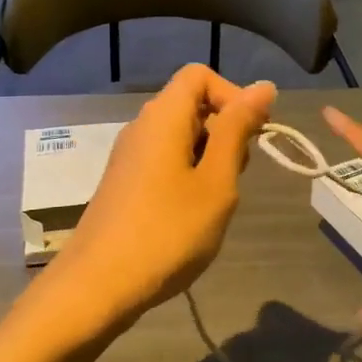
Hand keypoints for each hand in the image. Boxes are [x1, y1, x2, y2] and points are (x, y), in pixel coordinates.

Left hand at [48, 65, 275, 335]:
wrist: (97, 286)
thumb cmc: (167, 232)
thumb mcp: (216, 181)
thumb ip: (238, 130)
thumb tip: (263, 86)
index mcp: (163, 117)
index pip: (200, 75)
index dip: (232, 95)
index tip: (251, 136)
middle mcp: (142, 126)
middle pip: (192, 103)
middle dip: (225, 130)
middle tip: (235, 176)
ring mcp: (129, 156)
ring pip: (181, 135)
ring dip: (210, 157)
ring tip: (216, 200)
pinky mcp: (125, 182)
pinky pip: (165, 159)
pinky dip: (189, 174)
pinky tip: (192, 214)